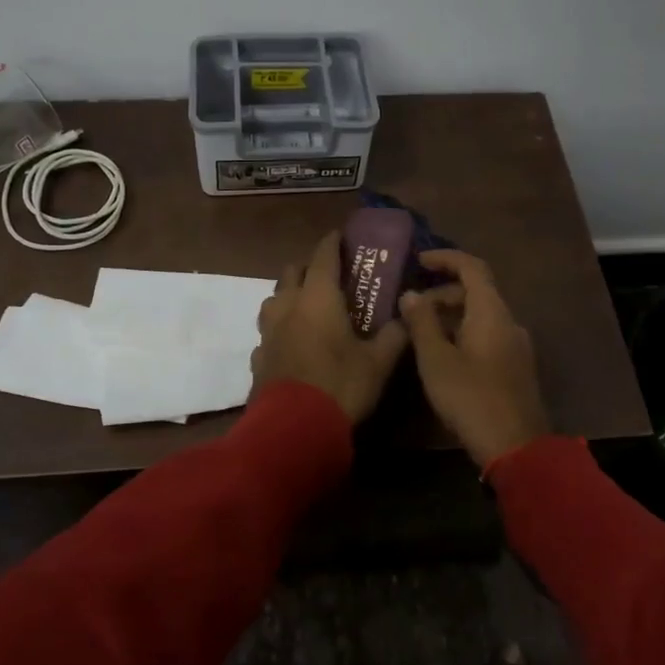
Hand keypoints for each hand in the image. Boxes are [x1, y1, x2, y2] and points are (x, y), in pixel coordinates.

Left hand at [252, 230, 410, 424]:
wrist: (293, 428)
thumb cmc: (340, 385)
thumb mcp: (378, 363)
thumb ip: (394, 336)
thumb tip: (407, 318)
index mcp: (318, 298)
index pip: (324, 257)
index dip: (332, 243)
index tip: (340, 235)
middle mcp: (288, 306)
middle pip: (292, 272)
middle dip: (308, 268)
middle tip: (329, 277)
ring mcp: (267, 332)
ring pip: (273, 299)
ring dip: (288, 296)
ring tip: (306, 307)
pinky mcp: (257, 357)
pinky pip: (267, 332)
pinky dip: (279, 330)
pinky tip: (290, 344)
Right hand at [399, 250, 549, 470]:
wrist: (516, 447)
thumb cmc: (471, 397)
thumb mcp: (436, 359)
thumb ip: (422, 323)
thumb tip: (410, 294)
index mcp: (492, 312)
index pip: (472, 267)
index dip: (446, 258)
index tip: (418, 261)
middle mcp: (509, 322)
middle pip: (477, 292)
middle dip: (442, 292)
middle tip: (411, 307)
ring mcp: (516, 345)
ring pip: (481, 316)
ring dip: (451, 315)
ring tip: (420, 332)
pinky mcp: (515, 367)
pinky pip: (488, 335)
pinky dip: (463, 332)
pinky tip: (443, 354)